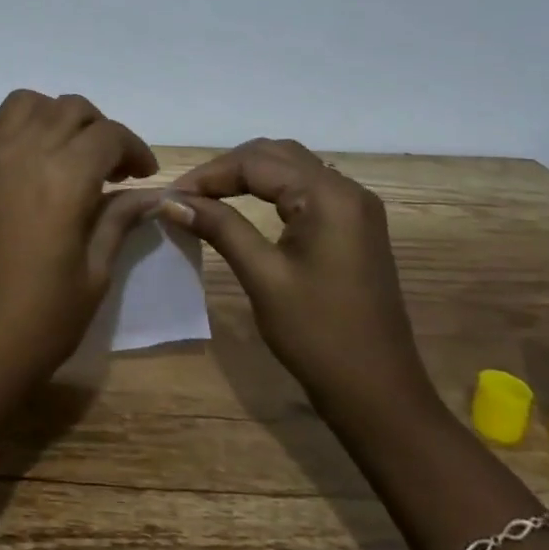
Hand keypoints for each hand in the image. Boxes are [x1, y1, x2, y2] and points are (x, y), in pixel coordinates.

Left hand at [0, 90, 162, 425]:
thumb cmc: (40, 323)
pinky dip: (14, 126)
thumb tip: (149, 194)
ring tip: (66, 152)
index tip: (144, 174)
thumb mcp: (95, 275)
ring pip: (25, 103)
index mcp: (62, 180)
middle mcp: (21, 154)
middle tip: (111, 167)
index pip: (108, 135)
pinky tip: (25, 158)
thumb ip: (119, 220)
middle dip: (99, 129)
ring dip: (54, 116)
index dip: (134, 148)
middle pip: (69, 109)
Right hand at [165, 138, 433, 428]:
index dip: (209, 174)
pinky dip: (270, 190)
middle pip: (275, 155)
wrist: (378, 394)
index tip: (170, 196)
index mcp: (329, 196)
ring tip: (207, 197)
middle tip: (186, 195)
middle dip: (227, 169)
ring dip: (248, 175)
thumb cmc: (318, 336)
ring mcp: (355, 207)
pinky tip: (243, 205)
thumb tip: (172, 200)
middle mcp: (347, 189)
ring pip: (290, 167)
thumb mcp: (263, 277)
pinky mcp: (354, 226)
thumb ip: (220, 228)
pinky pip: (305, 189)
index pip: (256, 162)